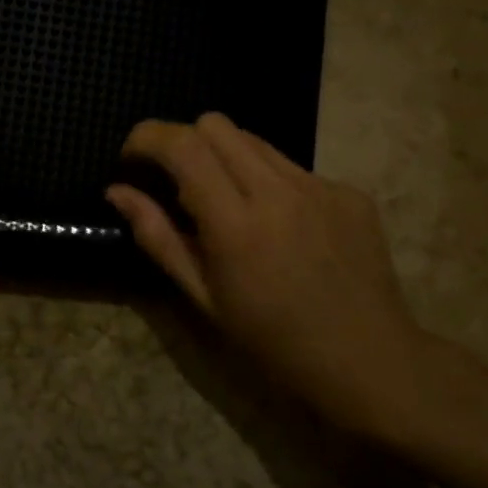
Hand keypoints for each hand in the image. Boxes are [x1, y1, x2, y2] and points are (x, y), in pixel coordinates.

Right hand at [106, 114, 428, 438]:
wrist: (371, 362)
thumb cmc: (273, 342)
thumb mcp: (203, 297)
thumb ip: (157, 236)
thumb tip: (116, 190)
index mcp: (237, 224)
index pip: (183, 145)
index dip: (147, 138)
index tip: (131, 159)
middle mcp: (279, 191)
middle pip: (215, 124)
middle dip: (183, 141)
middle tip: (176, 182)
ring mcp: (320, 187)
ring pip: (254, 139)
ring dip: (225, 157)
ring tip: (228, 203)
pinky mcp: (349, 192)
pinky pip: (292, 166)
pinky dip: (269, 181)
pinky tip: (280, 225)